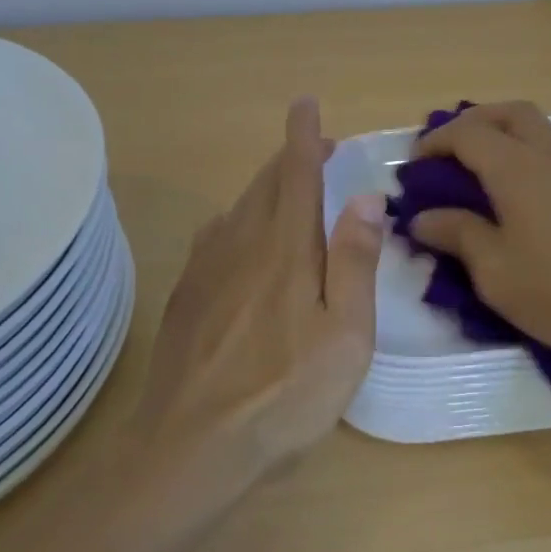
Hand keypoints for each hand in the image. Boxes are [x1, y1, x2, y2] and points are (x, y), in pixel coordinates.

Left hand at [135, 99, 383, 474]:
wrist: (188, 448)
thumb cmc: (284, 393)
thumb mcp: (345, 335)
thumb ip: (355, 262)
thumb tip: (364, 197)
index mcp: (286, 248)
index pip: (296, 173)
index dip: (303, 135)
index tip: (306, 103)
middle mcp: (242, 243)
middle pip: (266, 184)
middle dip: (290, 158)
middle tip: (317, 151)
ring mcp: (206, 268)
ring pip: (239, 207)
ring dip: (266, 187)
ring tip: (288, 191)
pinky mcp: (186, 295)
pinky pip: (215, 236)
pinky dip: (237, 220)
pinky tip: (240, 239)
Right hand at [408, 101, 550, 379]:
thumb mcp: (498, 274)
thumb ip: (457, 236)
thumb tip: (423, 217)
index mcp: (518, 166)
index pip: (466, 132)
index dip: (435, 142)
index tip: (415, 166)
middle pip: (509, 113)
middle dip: (475, 123)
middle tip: (453, 155)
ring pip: (543, 131)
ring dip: (510, 140)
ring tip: (491, 182)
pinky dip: (538, 162)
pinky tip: (540, 207)